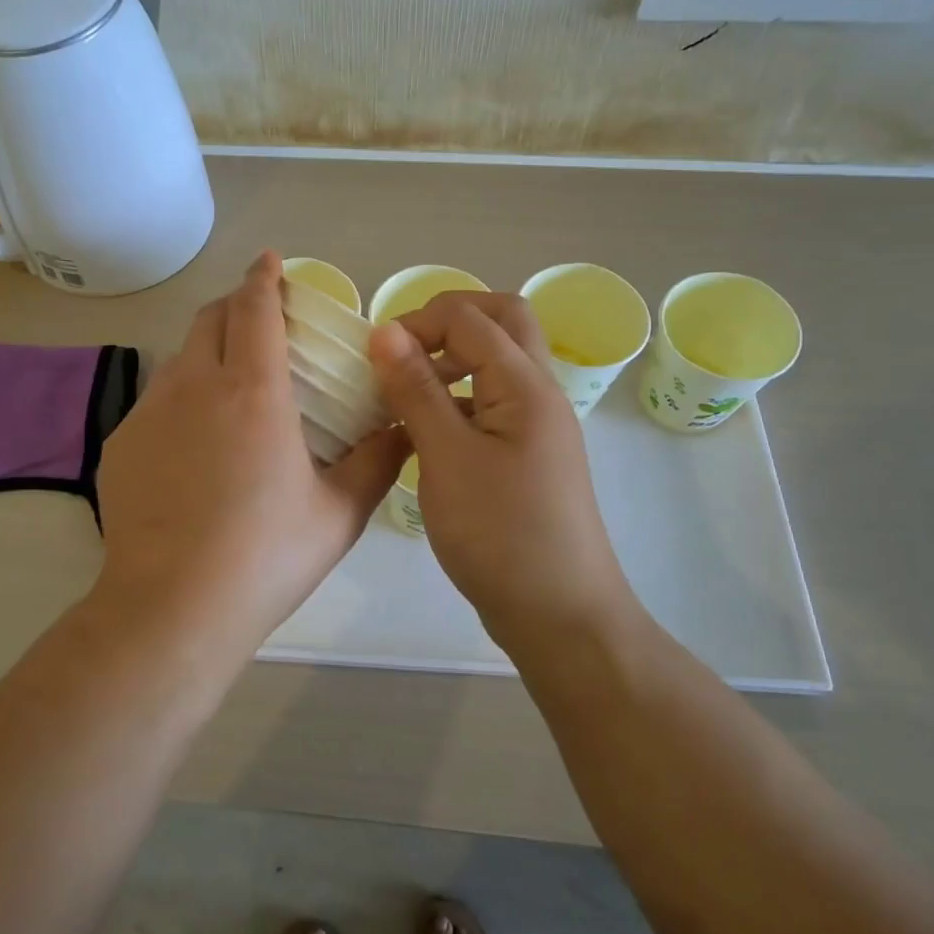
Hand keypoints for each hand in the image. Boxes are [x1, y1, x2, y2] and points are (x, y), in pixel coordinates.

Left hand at [96, 252, 408, 642]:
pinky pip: (155, 402)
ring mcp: (150, 414)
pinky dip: (180, 399)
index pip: (253, 308)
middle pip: (209, 319)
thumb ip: (378, 462)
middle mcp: (194, 386)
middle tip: (259, 319)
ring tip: (229, 384)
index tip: (269, 261)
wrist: (173, 608)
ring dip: (206, 351)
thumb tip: (404, 428)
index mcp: (252, 391)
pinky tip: (192, 446)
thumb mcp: (340, 512)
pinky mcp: (122, 445)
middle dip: (235, 305)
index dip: (263, 278)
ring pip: (179, 358)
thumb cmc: (266, 555)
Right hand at [367, 293, 635, 640]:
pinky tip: (424, 432)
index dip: (417, 322)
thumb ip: (416, 389)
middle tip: (401, 350)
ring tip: (405, 390)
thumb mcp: (446, 457)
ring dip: (453, 358)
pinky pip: (493, 401)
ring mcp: (537, 425)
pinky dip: (458, 397)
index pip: (470, 317)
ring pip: (499, 361)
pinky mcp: (527, 454)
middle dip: (447, 322)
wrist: (559, 615)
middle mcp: (540, 392)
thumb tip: (385, 330)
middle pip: (502, 321)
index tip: (374, 356)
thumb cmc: (500, 534)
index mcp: (526, 385)